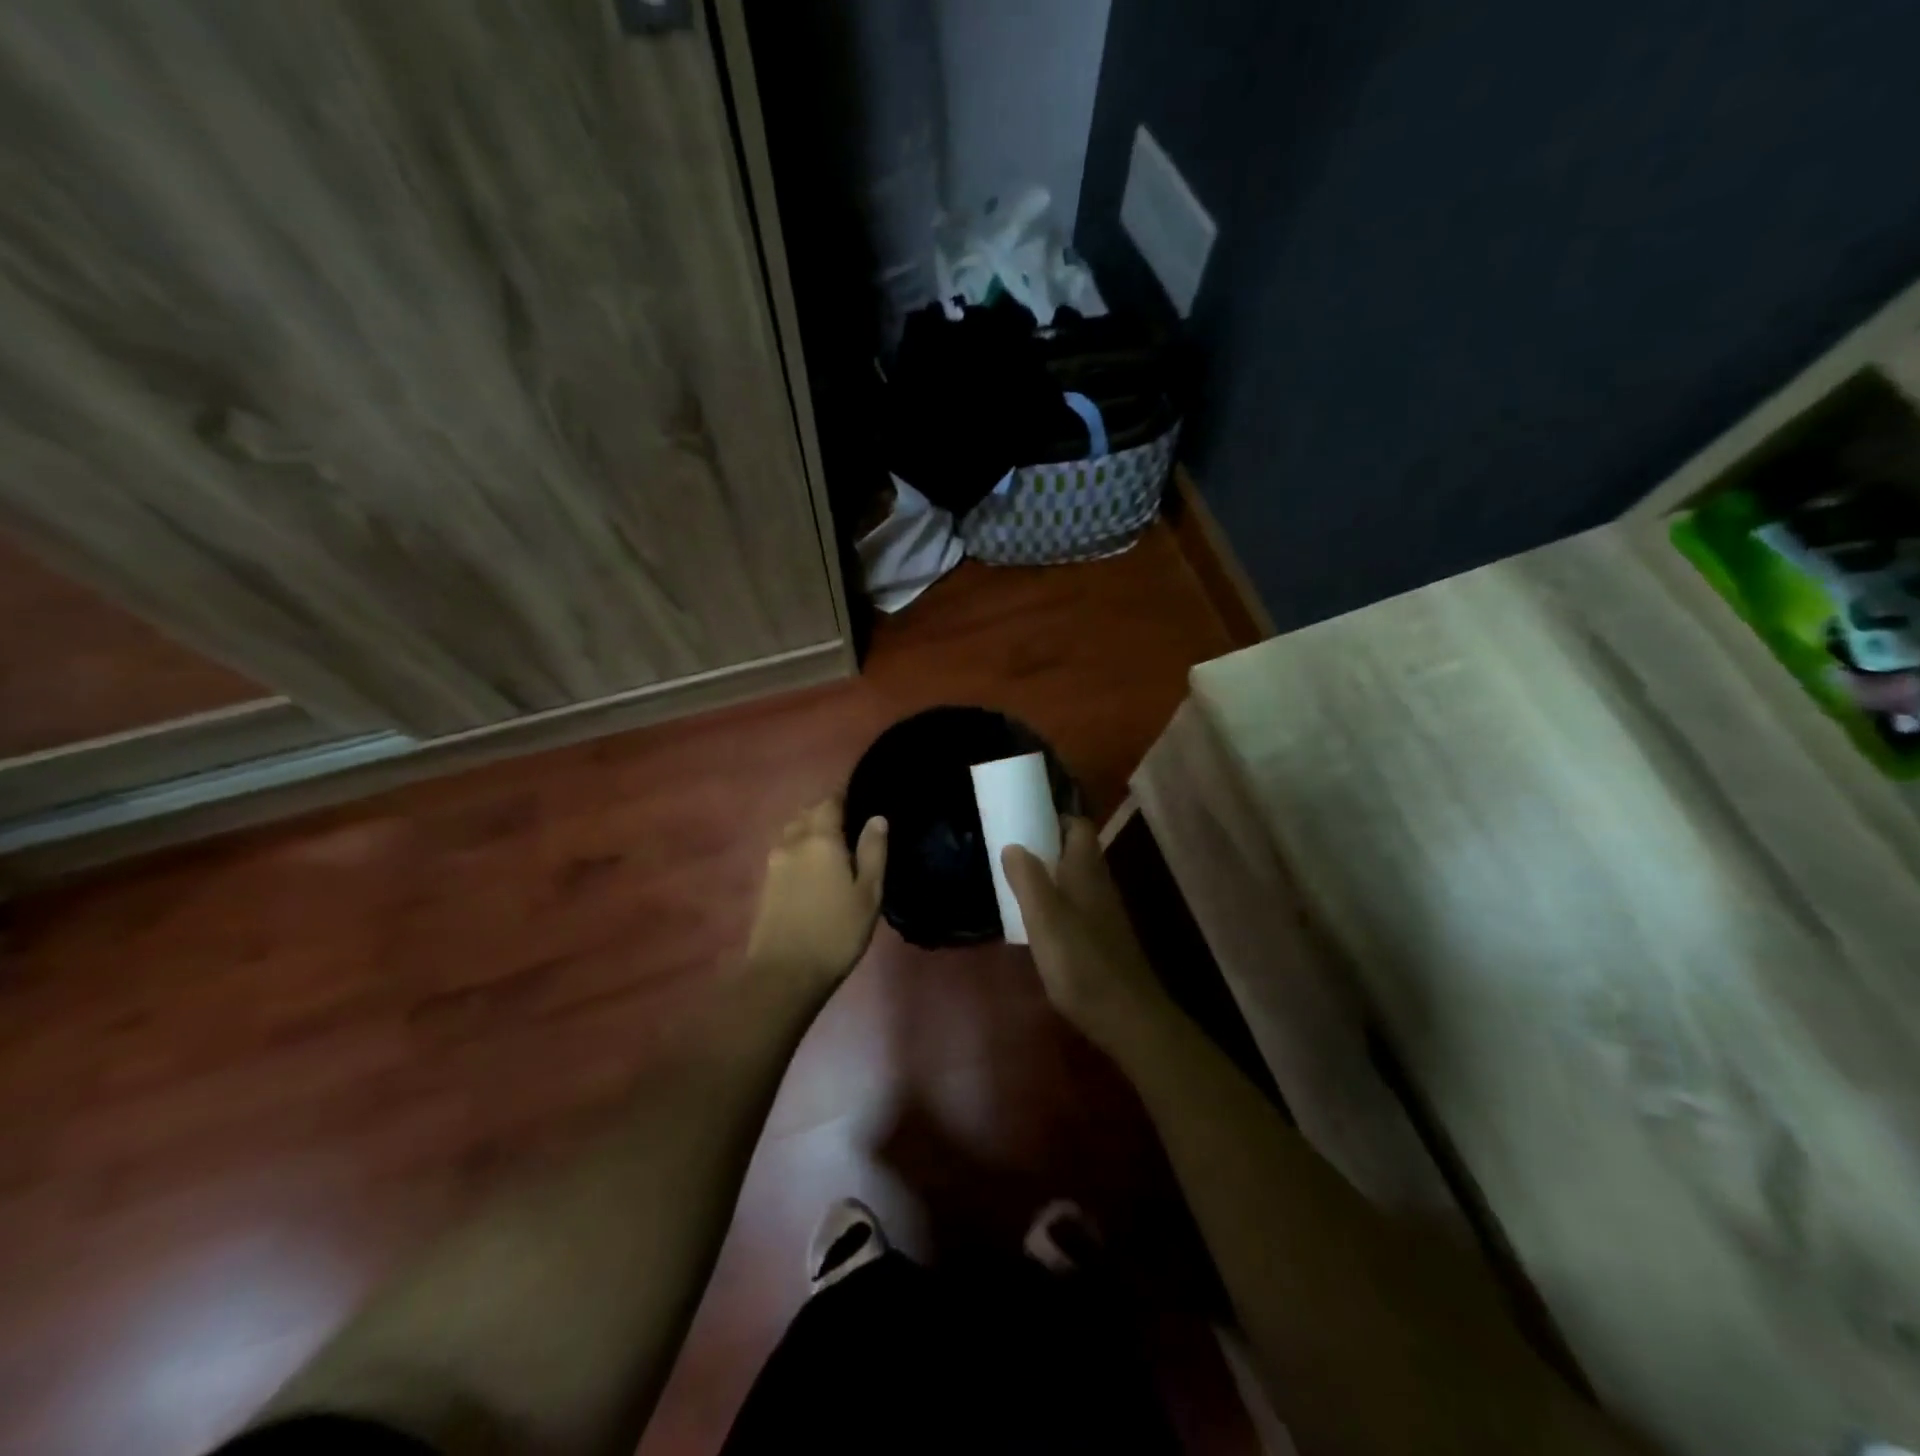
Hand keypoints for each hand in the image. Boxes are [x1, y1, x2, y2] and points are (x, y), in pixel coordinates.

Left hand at [745, 799, 887, 997]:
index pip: (830, 802)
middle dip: (827, 813)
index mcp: (820, 839)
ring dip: (811, 832)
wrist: (784, 974)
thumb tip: (877, 818)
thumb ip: (873, 852)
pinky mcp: (766, 884)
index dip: (845, 796)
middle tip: (852, 826)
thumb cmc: (836, 932)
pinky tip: (814, 869)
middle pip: (808, 814)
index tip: (861, 799)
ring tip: (833, 847)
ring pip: (793, 833)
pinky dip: (800, 851)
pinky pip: (786, 853)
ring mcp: (774, 863)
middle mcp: (793, 843)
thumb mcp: (868, 894)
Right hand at [1002, 818, 1172, 1049]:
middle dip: (1048, 847)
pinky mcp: (1104, 939)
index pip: (1078, 827)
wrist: (1126, 1016)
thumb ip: (1027, 879)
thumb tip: (1013, 845)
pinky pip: (1078, 906)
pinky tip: (1039, 923)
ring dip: (1052, 876)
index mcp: (1086, 871)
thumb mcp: (1044, 918)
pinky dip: (1058, 903)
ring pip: (1078, 880)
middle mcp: (1100, 884)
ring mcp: (1105, 913)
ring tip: (1019, 885)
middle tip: (1013, 854)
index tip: (1025, 821)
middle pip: (1077, 852)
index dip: (1055, 818)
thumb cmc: (1080, 961)